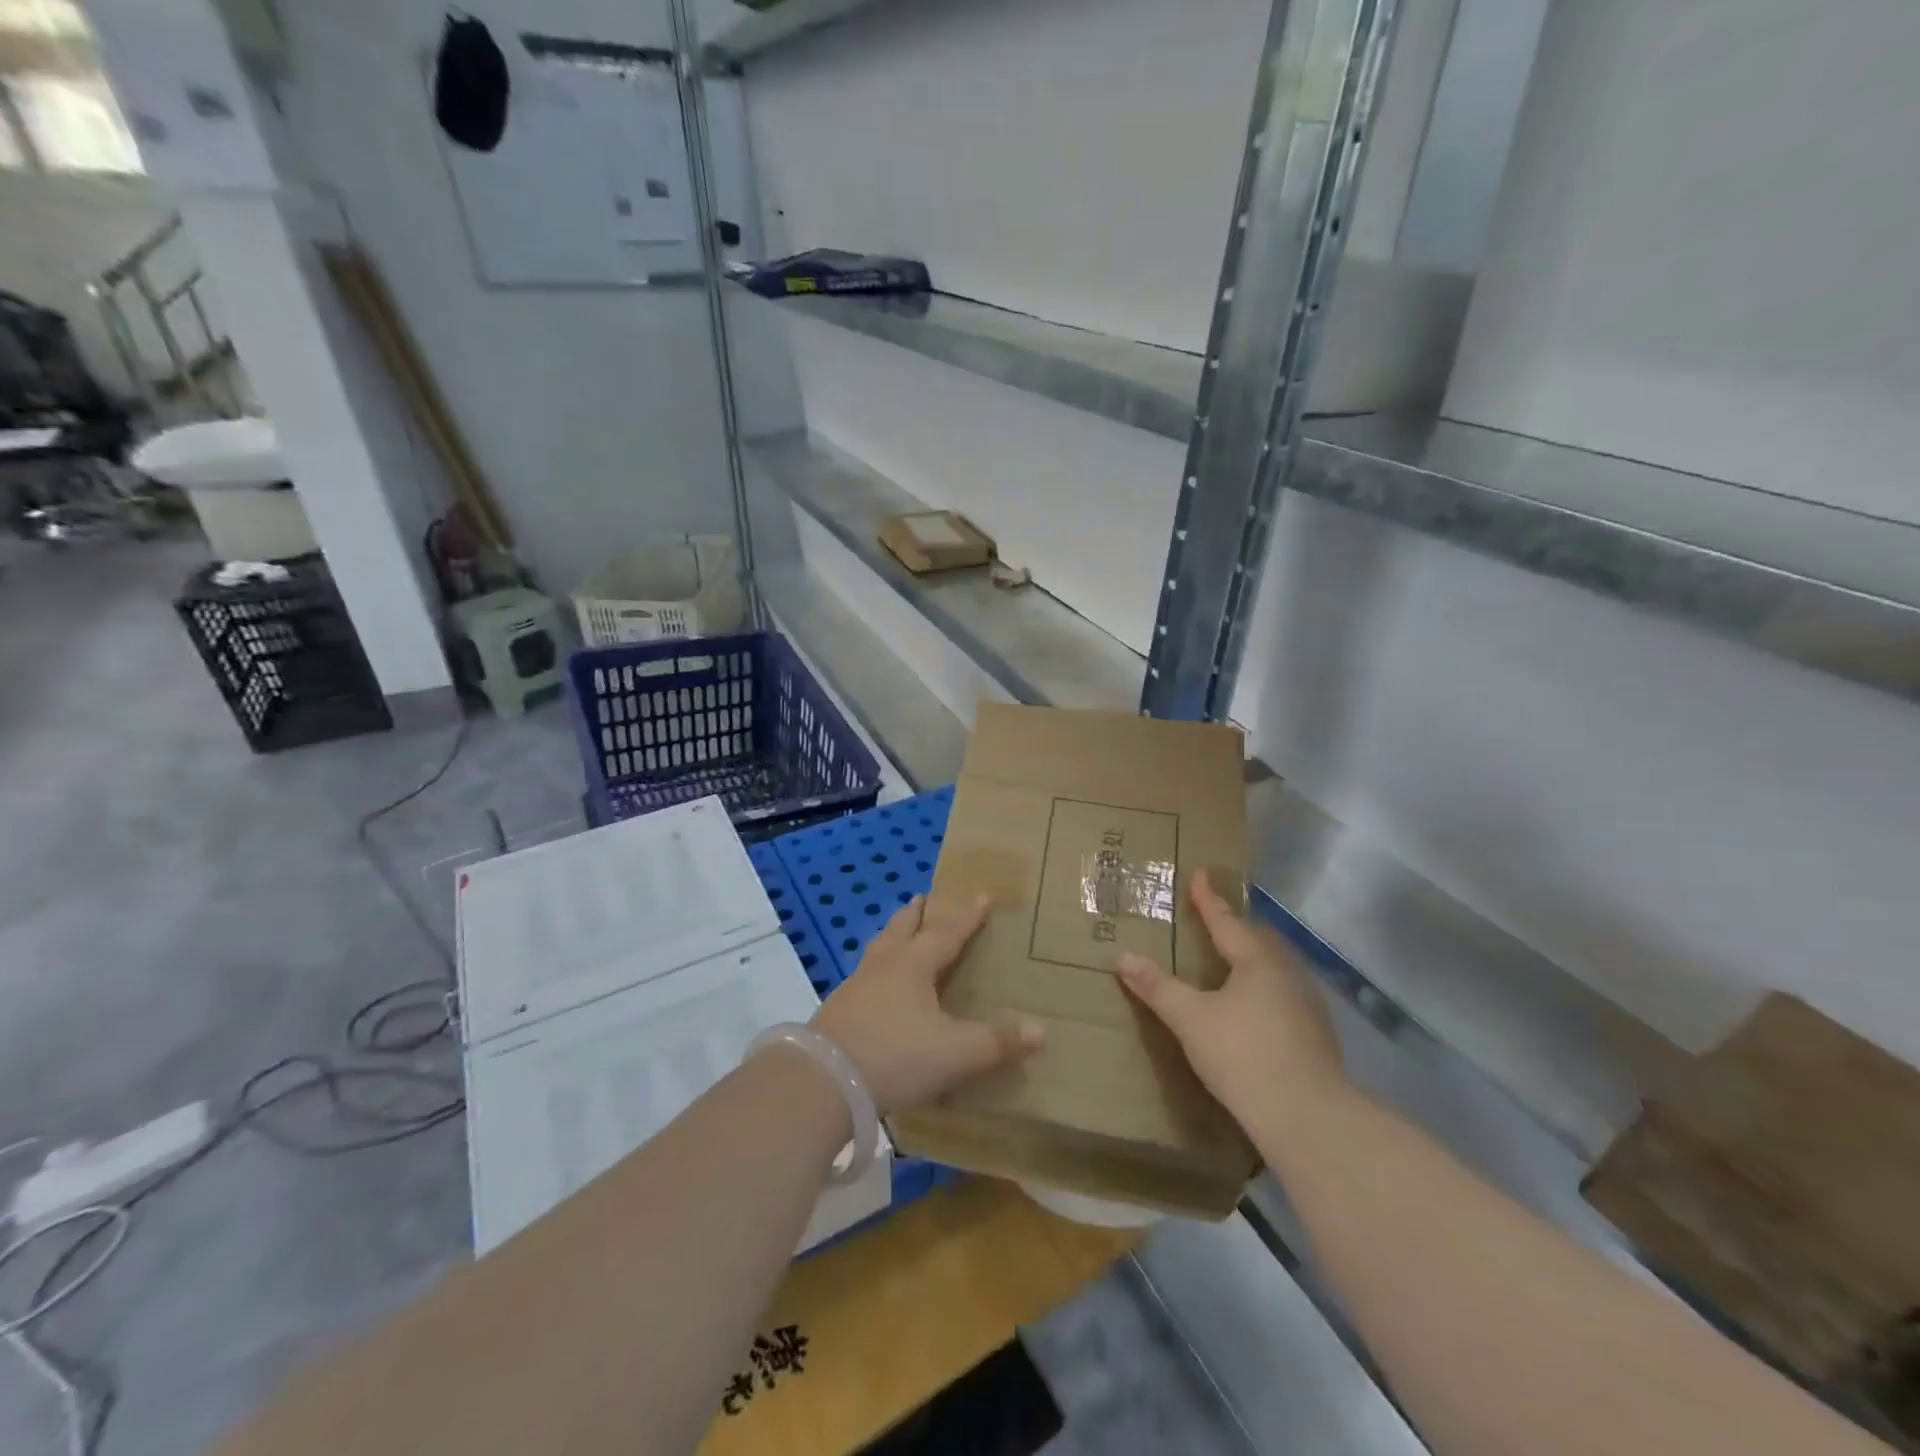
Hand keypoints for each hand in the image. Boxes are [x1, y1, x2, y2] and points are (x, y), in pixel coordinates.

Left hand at [811, 894, 1043, 1114]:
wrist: (824, 1081)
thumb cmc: (897, 1055)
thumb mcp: (956, 1052)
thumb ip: (997, 1042)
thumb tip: (1042, 1030)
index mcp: (914, 965)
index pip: (947, 932)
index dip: (968, 916)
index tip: (982, 895)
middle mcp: (884, 966)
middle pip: (902, 929)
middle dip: (916, 914)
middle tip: (923, 897)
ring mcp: (855, 987)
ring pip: (878, 950)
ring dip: (891, 936)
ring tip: (897, 934)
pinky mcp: (837, 1011)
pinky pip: (863, 978)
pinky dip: (876, 970)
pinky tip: (874, 987)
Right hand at [1117, 870, 1346, 1133]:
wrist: (1308, 1118)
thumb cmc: (1244, 1056)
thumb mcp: (1190, 1020)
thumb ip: (1158, 988)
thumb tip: (1124, 958)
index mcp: (1257, 961)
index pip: (1226, 921)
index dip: (1209, 899)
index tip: (1201, 874)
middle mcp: (1287, 973)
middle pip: (1259, 939)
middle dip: (1236, 926)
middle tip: (1214, 918)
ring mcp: (1307, 1004)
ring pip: (1276, 967)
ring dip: (1253, 957)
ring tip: (1233, 960)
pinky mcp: (1317, 1035)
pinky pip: (1284, 994)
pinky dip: (1264, 987)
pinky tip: (1255, 1007)